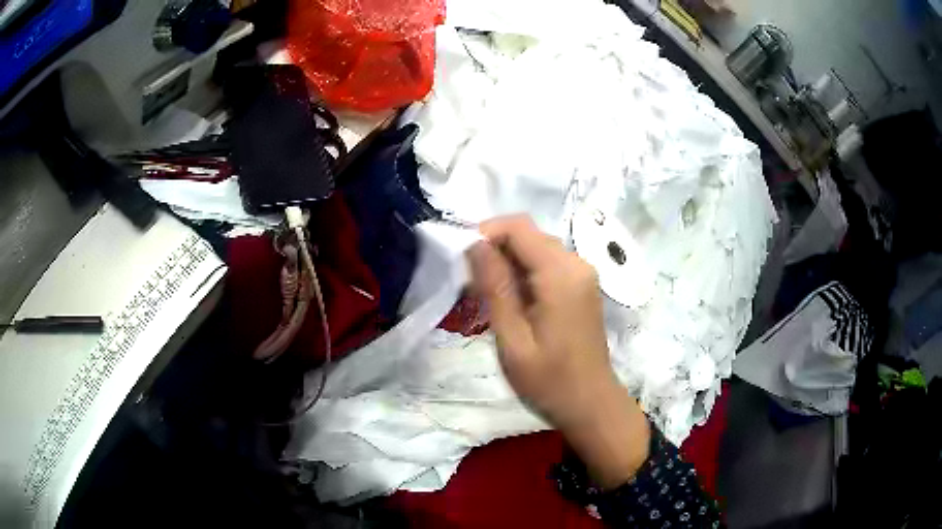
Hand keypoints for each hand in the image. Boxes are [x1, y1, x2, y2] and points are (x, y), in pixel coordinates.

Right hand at [468, 215, 650, 487]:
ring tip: (486, 295)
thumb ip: (495, 287)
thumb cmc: (548, 380)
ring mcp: (583, 274)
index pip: (518, 227)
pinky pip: (548, 264)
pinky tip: (511, 301)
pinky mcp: (582, 286)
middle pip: (529, 235)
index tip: (461, 259)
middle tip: (470, 282)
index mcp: (561, 274)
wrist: (590, 404)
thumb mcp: (512, 339)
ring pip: (536, 248)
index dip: (485, 232)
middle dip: (495, 248)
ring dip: (508, 261)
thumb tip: (474, 244)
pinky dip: (524, 273)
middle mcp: (576, 264)